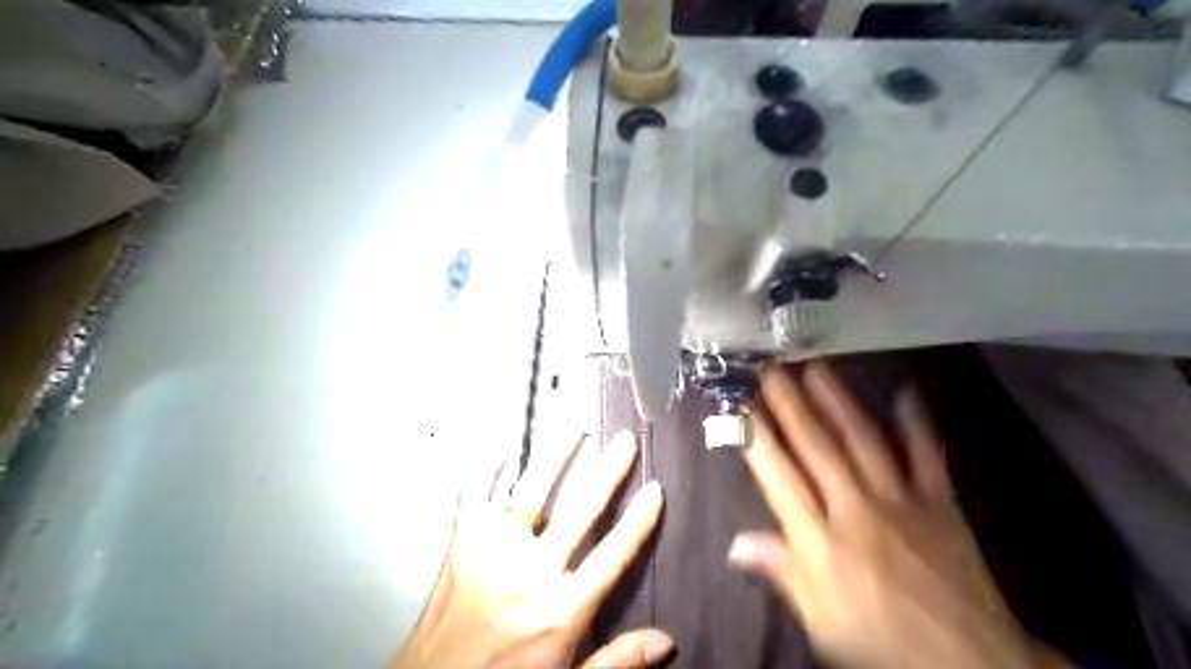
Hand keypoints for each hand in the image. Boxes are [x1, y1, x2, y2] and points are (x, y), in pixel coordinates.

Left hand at [391, 431, 667, 667]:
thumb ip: (616, 661)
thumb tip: (665, 642)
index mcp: (560, 611)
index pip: (613, 554)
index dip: (639, 520)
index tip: (655, 490)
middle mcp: (529, 574)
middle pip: (580, 511)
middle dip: (608, 472)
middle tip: (625, 443)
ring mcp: (492, 554)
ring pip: (531, 491)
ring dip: (556, 458)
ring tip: (573, 431)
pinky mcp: (461, 545)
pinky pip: (476, 495)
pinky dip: (489, 470)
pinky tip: (504, 453)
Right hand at [732, 362, 1055, 668]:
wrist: (971, 665)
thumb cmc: (881, 642)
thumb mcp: (820, 622)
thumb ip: (782, 573)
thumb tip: (735, 542)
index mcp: (821, 543)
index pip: (779, 476)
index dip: (755, 436)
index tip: (738, 403)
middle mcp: (855, 510)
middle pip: (816, 447)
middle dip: (788, 403)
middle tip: (770, 367)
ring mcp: (901, 500)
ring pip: (862, 439)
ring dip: (837, 400)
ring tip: (815, 366)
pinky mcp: (939, 501)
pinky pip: (927, 454)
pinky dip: (916, 422)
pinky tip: (906, 390)